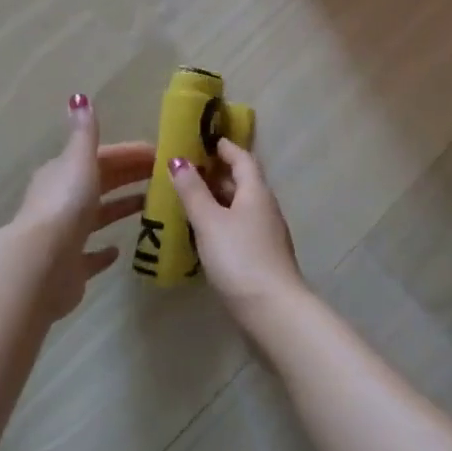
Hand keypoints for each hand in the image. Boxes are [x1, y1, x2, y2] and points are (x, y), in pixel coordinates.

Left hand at [10, 95, 154, 321]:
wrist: (41, 264)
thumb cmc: (65, 205)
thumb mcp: (79, 160)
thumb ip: (85, 133)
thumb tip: (79, 96)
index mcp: (64, 173)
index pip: (102, 157)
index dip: (130, 153)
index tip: (160, 154)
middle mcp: (61, 200)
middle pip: (101, 183)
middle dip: (130, 176)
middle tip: (166, 177)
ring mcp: (65, 235)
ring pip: (98, 216)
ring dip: (121, 208)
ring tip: (153, 207)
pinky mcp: (69, 267)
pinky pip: (90, 255)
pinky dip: (104, 251)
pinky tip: (121, 249)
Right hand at [168, 139, 305, 326]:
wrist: (272, 310)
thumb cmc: (239, 257)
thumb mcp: (209, 221)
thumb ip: (193, 191)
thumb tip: (179, 160)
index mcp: (256, 192)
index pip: (242, 158)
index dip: (224, 147)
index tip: (204, 140)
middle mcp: (265, 208)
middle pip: (242, 181)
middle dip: (217, 173)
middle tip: (188, 170)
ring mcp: (267, 234)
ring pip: (241, 206)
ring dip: (218, 199)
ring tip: (190, 200)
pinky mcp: (263, 257)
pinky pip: (240, 228)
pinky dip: (222, 222)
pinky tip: (204, 234)